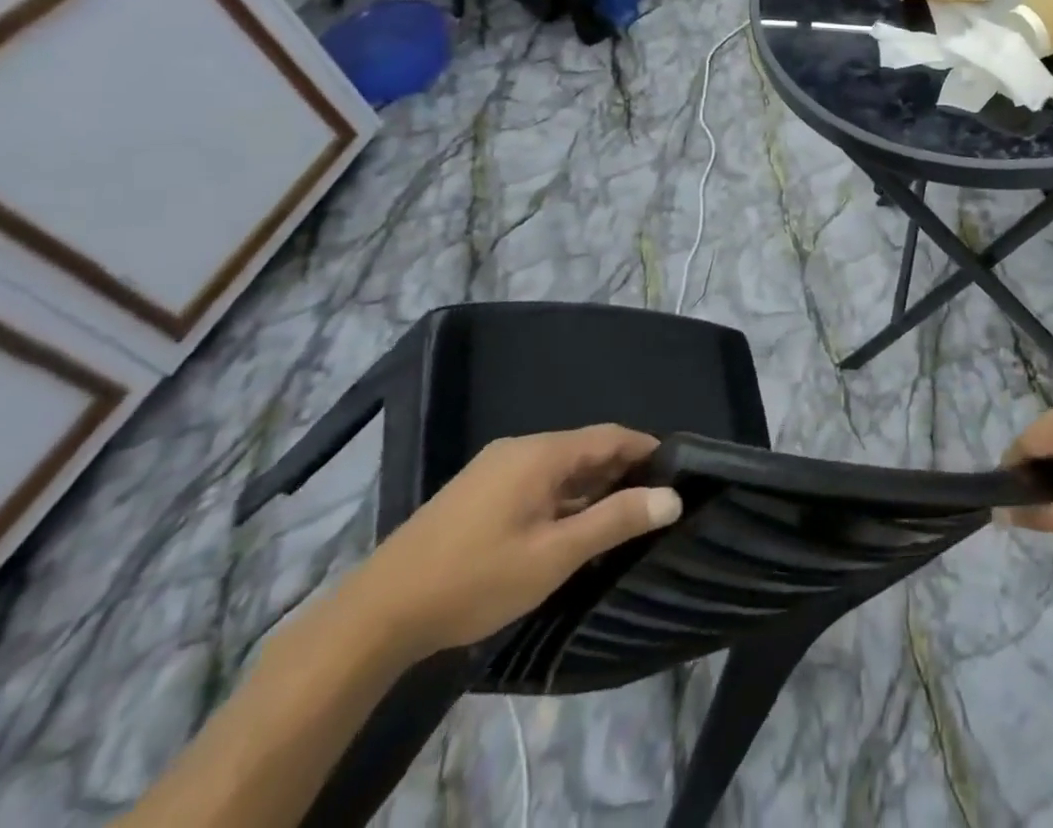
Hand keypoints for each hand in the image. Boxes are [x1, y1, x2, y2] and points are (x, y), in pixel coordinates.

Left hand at [341, 426, 681, 655]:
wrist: (375, 617)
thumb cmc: (475, 579)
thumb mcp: (554, 555)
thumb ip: (615, 521)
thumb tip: (672, 497)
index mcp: (541, 453)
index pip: (611, 436)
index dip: (647, 449)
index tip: (676, 470)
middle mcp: (519, 449)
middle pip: (585, 449)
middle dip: (621, 471)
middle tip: (652, 501)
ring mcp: (492, 470)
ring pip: (559, 468)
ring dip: (590, 488)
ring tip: (617, 518)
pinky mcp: (474, 494)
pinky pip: (534, 483)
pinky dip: (561, 498)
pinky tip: (567, 530)